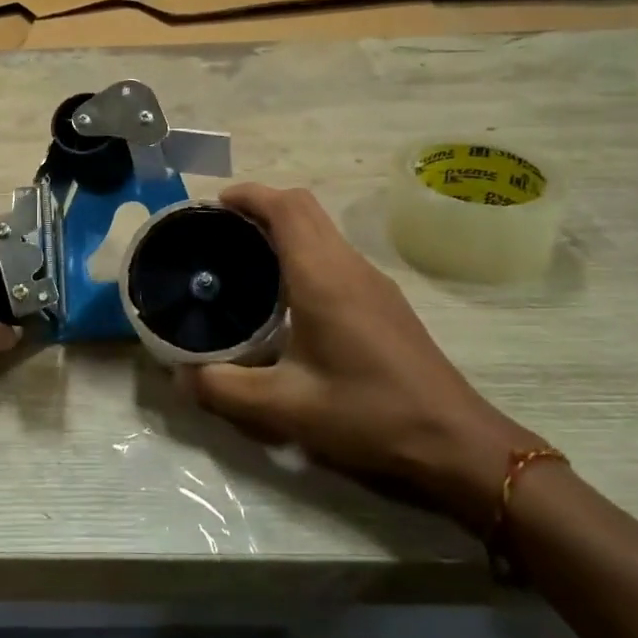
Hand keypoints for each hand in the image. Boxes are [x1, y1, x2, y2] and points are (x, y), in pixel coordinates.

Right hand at [188, 184, 539, 531]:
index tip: (214, 204)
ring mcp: (373, 281)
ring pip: (322, 229)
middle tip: (221, 230)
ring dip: (284, 227)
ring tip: (245, 257)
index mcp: (323, 277)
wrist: (455, 442)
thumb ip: (225, 390)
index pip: (285, 207)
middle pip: (304, 208)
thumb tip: (181, 377)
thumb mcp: (286, 408)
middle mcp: (349, 266)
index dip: (249, 194)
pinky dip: (303, 250)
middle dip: (261, 205)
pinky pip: (335, 253)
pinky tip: (286, 294)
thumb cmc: (368, 415)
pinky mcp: (384, 300)